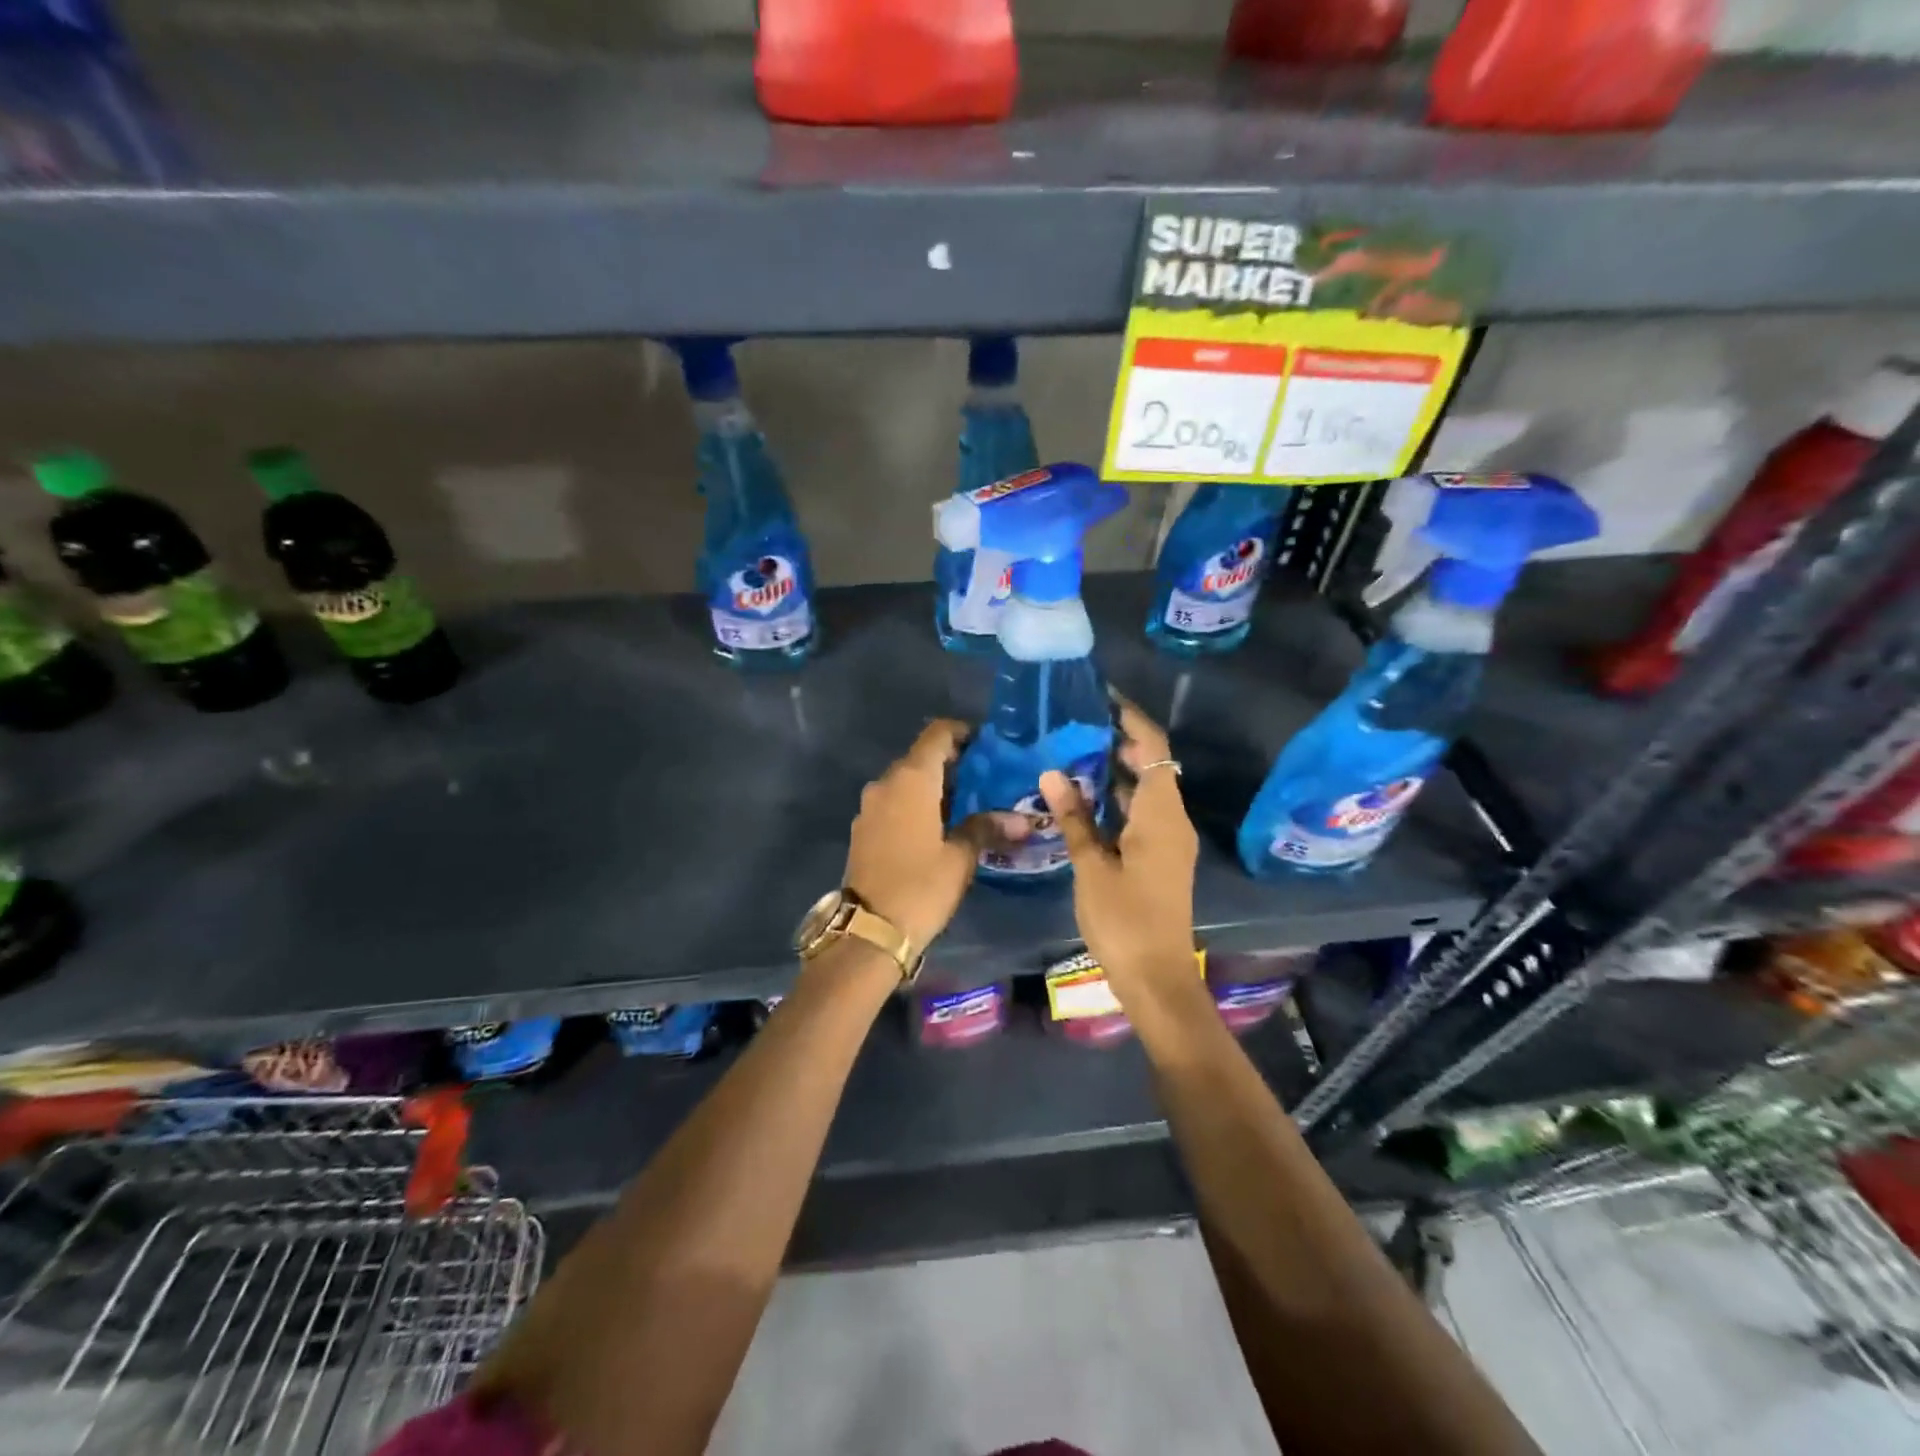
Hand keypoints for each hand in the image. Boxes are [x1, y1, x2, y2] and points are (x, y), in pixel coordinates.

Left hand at [843, 719, 981, 951]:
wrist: (869, 931)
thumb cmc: (920, 887)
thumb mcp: (960, 858)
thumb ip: (986, 828)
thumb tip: (1021, 820)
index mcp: (911, 780)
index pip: (937, 734)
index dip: (963, 733)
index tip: (987, 745)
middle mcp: (886, 784)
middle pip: (921, 757)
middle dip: (953, 763)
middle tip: (986, 780)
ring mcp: (870, 807)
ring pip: (907, 782)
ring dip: (934, 787)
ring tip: (967, 806)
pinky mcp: (863, 829)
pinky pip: (894, 803)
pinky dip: (916, 805)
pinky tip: (938, 828)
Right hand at [1039, 696, 1199, 1003]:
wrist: (1156, 977)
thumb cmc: (1124, 920)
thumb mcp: (1092, 866)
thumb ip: (1074, 817)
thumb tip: (1052, 772)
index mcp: (1161, 814)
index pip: (1153, 747)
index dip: (1131, 719)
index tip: (1101, 698)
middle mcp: (1172, 819)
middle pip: (1151, 765)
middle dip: (1118, 741)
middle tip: (1075, 725)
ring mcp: (1169, 839)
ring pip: (1145, 790)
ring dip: (1116, 771)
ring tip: (1072, 752)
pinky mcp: (1161, 857)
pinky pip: (1141, 812)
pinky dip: (1117, 798)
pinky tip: (1084, 798)